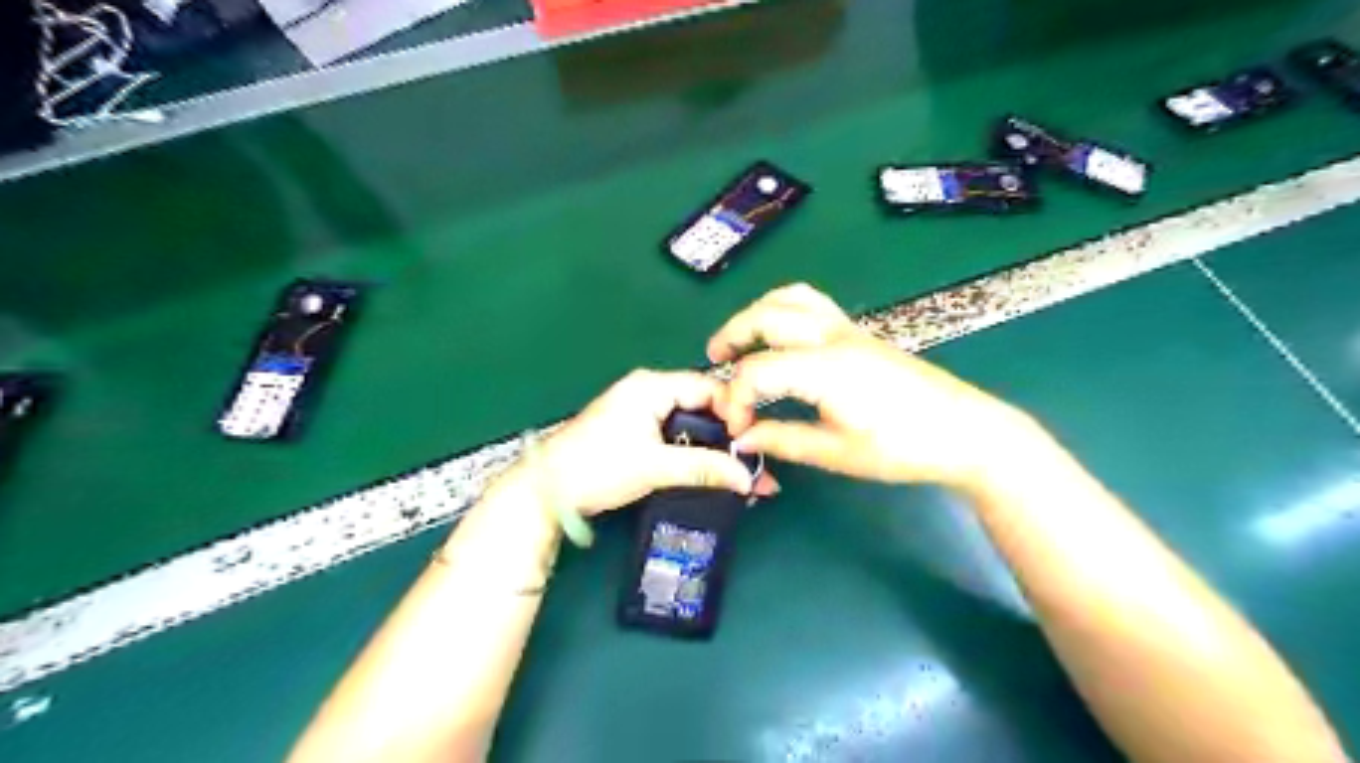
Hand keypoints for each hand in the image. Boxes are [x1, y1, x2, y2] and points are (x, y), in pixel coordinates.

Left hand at [526, 366, 776, 516]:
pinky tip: (713, 472)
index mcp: (652, 385)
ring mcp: (642, 411)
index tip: (756, 439)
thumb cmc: (598, 467)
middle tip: (754, 462)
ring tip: (740, 473)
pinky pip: (677, 436)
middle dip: (729, 435)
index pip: (709, 387)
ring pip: (692, 424)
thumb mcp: (655, 466)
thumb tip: (747, 477)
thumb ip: (704, 468)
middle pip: (702, 406)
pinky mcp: (638, 431)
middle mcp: (649, 390)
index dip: (736, 411)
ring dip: (715, 448)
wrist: (547, 490)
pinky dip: (696, 453)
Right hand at [707, 282, 1037, 492]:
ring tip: (741, 339)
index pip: (758, 370)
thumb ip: (783, 441)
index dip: (736, 398)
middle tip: (714, 360)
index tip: (736, 428)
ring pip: (792, 298)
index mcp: (825, 368)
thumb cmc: (904, 448)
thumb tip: (742, 437)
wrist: (966, 432)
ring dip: (758, 313)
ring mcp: (849, 330)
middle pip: (767, 315)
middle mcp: (833, 337)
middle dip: (732, 335)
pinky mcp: (860, 333)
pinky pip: (813, 304)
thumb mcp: (838, 453)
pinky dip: (784, 310)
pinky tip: (781, 336)